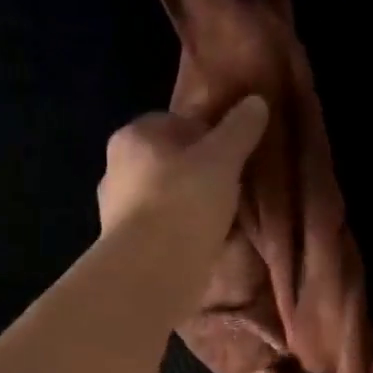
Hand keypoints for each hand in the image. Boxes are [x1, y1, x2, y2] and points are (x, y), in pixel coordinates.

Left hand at [97, 96, 268, 240]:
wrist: (152, 271)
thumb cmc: (185, 201)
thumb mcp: (223, 158)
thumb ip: (239, 129)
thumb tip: (256, 101)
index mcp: (133, 137)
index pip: (174, 123)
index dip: (206, 135)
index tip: (231, 155)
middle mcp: (115, 169)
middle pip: (167, 162)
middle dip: (197, 173)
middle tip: (230, 187)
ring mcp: (115, 211)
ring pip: (164, 198)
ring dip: (189, 205)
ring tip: (222, 220)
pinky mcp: (125, 246)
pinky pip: (161, 230)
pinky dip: (181, 233)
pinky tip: (205, 244)